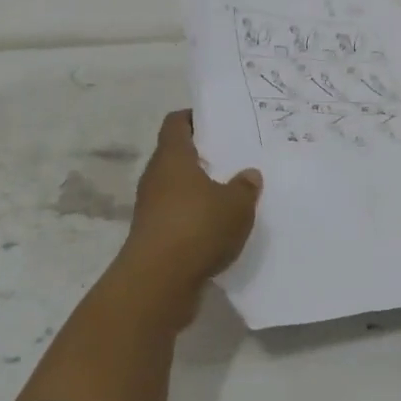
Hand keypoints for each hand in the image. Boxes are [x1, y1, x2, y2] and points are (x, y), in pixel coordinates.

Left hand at [122, 110, 262, 284]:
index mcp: (173, 157)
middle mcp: (156, 176)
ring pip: (177, 187)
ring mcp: (151, 207)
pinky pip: (177, 215)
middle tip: (233, 157)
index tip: (217, 122)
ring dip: (199, 189)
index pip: (176, 123)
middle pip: (176, 155)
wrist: (158, 282)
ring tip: (231, 193)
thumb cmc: (197, 227)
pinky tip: (219, 227)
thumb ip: (245, 187)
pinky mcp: (153, 235)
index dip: (194, 118)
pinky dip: (194, 216)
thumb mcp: (236, 205)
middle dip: (202, 156)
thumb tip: (249, 174)